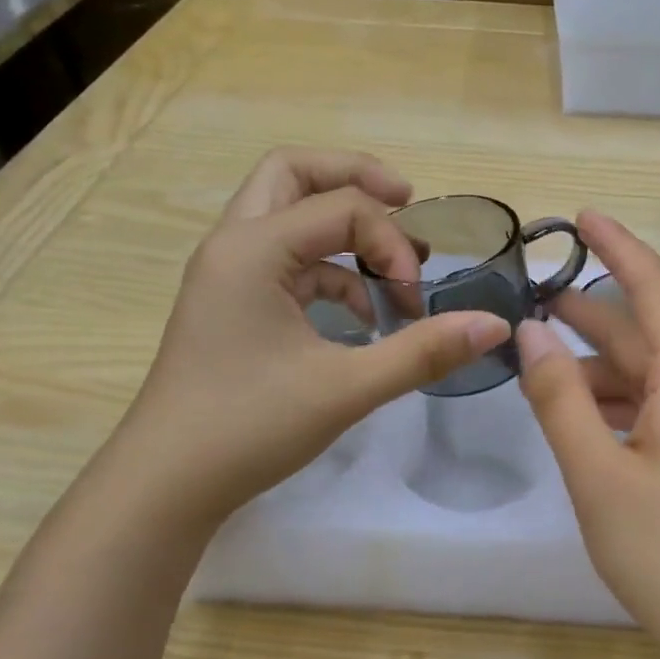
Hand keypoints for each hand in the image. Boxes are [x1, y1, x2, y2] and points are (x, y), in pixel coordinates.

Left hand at [114, 148, 509, 529]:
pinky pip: (286, 261)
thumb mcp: (346, 388)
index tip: (416, 300)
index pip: (342, 207)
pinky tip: (361, 318)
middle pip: (295, 173)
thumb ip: (423, 351)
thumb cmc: (248, 427)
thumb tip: (493, 326)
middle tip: (406, 201)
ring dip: (343, 230)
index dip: (392, 244)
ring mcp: (227, 273)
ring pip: (287, 214)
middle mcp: (233, 244)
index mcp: (253, 247)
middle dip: (356, 180)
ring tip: (392, 270)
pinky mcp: (231, 304)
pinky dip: (328, 272)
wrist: (166, 485)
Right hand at [516, 211, 659, 658]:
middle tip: (536, 300)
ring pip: (656, 378)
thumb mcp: (597, 474)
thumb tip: (530, 334)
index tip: (581, 215)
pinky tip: (587, 421)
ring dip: (602, 369)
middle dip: (593, 315)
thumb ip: (559, 398)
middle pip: (650, 335)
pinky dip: (623, 405)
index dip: (617, 248)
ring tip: (546, 367)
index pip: (655, 290)